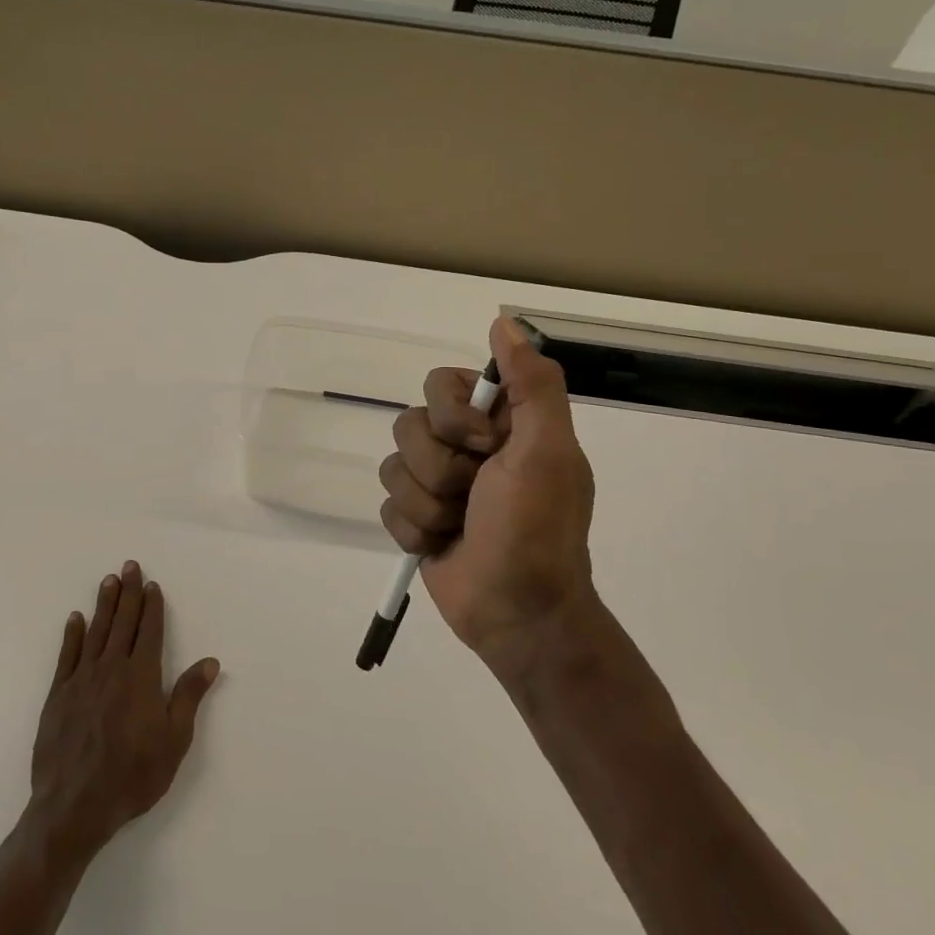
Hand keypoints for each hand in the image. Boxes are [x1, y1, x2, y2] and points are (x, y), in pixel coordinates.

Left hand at [28, 561, 219, 861]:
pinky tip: (75, 618)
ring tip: (108, 580)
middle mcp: (111, 669)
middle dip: (128, 592)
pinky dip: (72, 635)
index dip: (152, 606)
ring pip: (95, 632)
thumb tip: (210, 661)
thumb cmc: (133, 775)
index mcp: (141, 677)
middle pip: (122, 622)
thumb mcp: (174, 740)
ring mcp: (81, 680)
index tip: (152, 584)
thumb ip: (189, 696)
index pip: (149, 631)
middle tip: (129, 565)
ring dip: (103, 604)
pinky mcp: (58, 696)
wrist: (74, 807)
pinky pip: (67, 656)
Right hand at [378, 316, 599, 672]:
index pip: (441, 383)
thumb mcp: (547, 451)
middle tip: (476, 496)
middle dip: (440, 468)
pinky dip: (416, 530)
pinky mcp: (416, 517)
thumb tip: (503, 321)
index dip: (453, 416)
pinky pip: (387, 505)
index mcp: (500, 422)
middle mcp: (466, 445)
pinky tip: (443, 545)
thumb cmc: (536, 529)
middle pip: (408, 424)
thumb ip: (532, 384)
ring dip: (429, 504)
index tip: (486, 448)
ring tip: (460, 526)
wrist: (518, 613)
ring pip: (393, 466)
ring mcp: (438, 482)